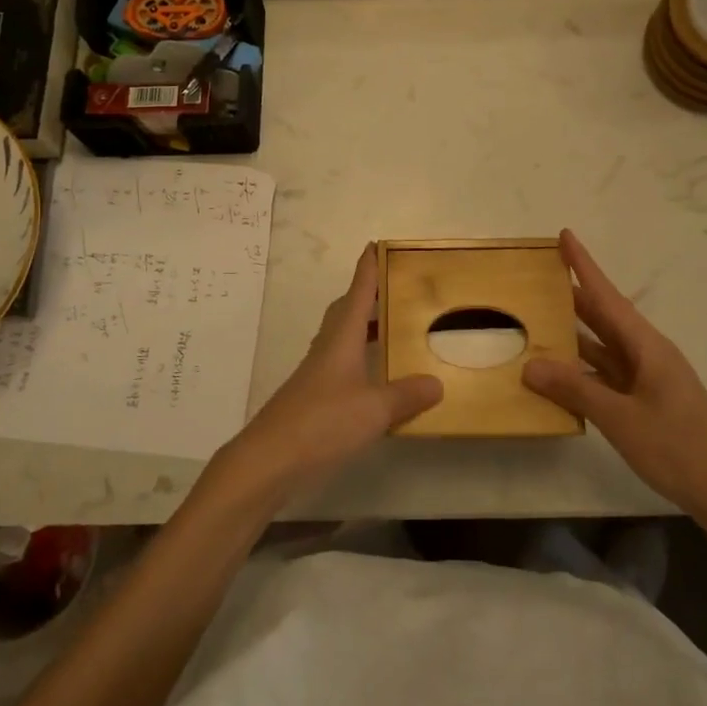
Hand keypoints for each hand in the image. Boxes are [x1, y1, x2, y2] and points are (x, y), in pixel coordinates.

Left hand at [221, 245, 441, 499]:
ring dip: (362, 328)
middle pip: (346, 312)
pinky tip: (372, 377)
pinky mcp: (312, 398)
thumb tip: (437, 382)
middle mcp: (326, 349)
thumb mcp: (374, 410)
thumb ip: (406, 395)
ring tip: (389, 328)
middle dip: (366, 296)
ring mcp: (316, 374)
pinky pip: (340, 364)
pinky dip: (359, 359)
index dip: (367, 269)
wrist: (269, 460)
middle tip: (392, 289)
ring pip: (341, 338)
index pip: (357, 294)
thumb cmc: (322, 423)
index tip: (376, 245)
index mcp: (341, 340)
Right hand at [522, 230, 706, 536]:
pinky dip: (581, 368)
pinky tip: (558, 372)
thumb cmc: (679, 448)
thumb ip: (575, 390)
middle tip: (537, 275)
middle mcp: (646, 354)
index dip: (585, 266)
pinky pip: (605, 373)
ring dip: (573, 332)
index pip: (607, 296)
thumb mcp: (621, 418)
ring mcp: (646, 379)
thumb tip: (530, 366)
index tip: (565, 235)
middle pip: (603, 316)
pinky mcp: (644, 401)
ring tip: (537, 318)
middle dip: (573, 294)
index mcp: (647, 346)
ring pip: (603, 346)